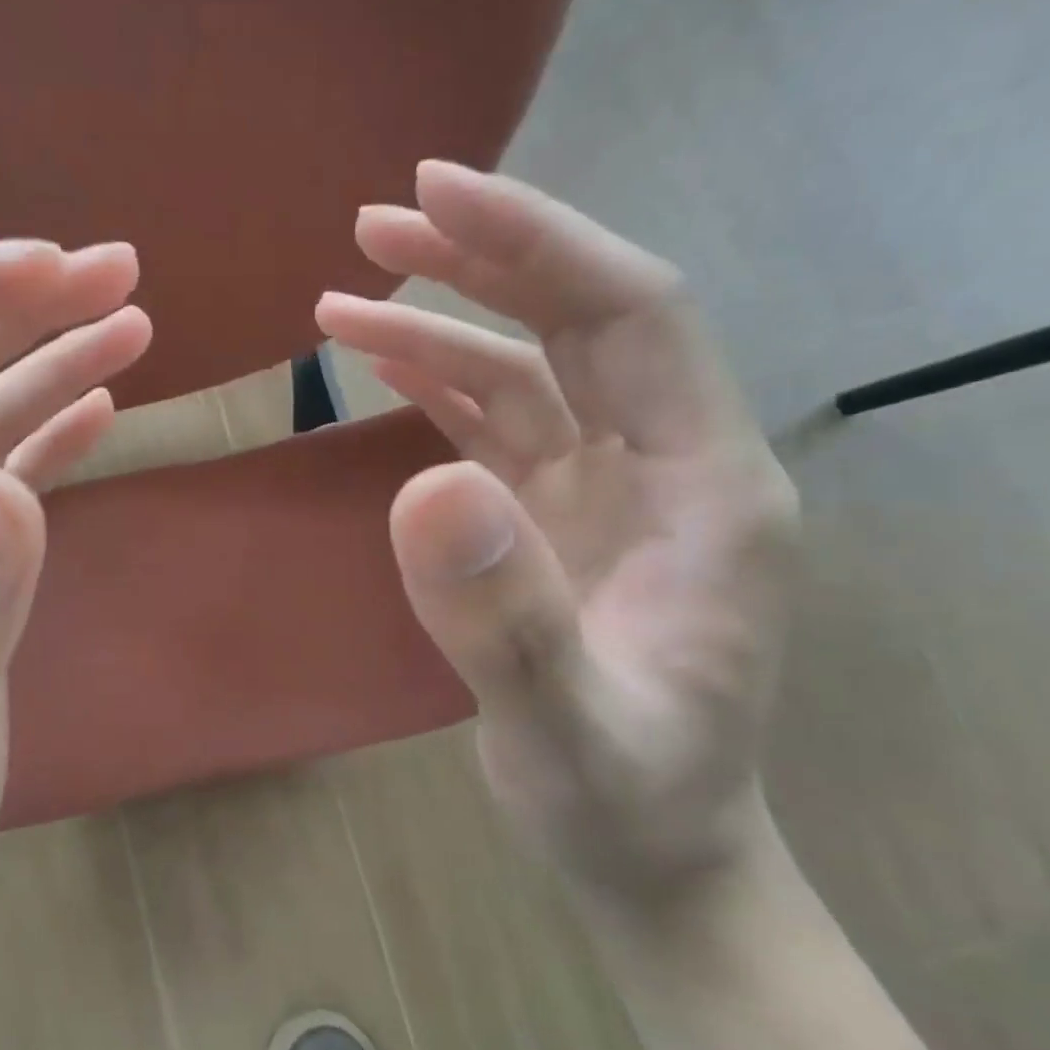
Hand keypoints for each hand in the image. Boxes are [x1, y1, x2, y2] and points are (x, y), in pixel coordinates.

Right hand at [317, 162, 798, 911]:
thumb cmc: (628, 803)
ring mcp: (604, 491)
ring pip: (524, 370)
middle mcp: (663, 466)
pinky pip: (494, 426)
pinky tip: (381, 363)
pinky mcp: (552, 520)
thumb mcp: (570, 732)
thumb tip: (424, 487)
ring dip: (438, 322)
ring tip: (343, 297)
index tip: (434, 195)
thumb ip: (507, 621)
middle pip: (575, 322)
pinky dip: (434, 385)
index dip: (536, 244)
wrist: (647, 854)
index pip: (629, 316)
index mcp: (706, 488)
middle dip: (479, 261)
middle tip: (375, 223)